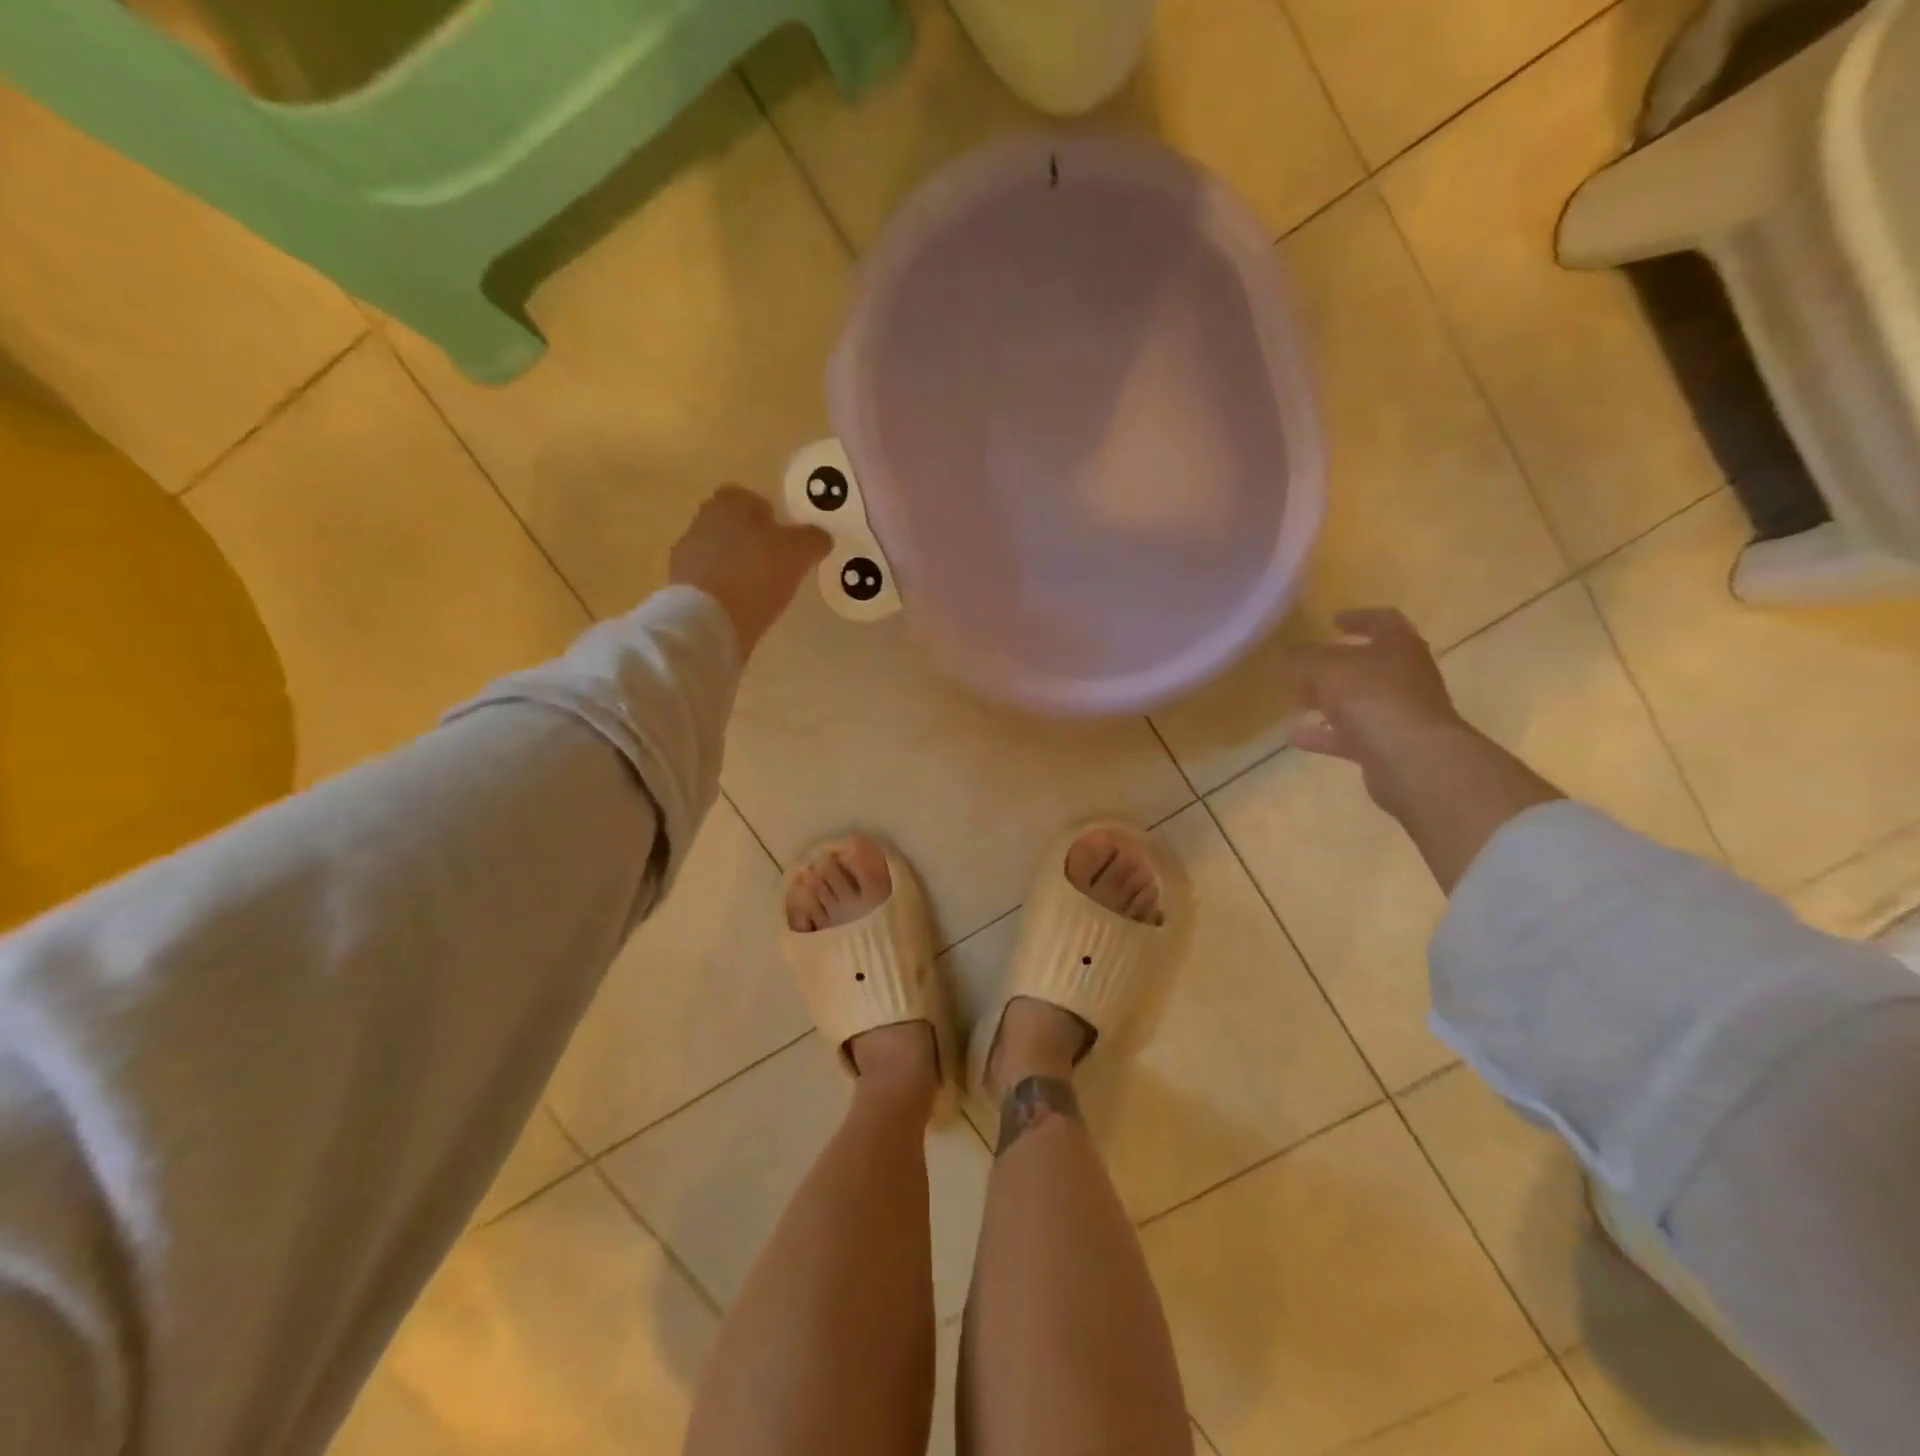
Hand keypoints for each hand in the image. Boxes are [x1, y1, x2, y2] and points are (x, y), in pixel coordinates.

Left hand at [668, 485, 830, 656]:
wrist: (708, 621)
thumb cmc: (756, 574)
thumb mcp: (798, 553)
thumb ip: (812, 539)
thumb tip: (820, 536)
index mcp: (728, 505)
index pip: (746, 497)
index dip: (766, 513)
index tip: (782, 536)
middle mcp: (702, 523)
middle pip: (730, 525)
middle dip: (750, 539)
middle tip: (775, 562)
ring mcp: (686, 556)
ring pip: (718, 553)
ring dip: (737, 565)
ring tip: (760, 589)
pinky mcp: (681, 588)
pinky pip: (709, 581)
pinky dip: (725, 589)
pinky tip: (742, 607)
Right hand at [1282, 608, 1468, 813]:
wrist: (1413, 761)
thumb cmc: (1372, 699)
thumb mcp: (1325, 669)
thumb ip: (1301, 658)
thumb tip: (1284, 655)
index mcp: (1399, 647)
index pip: (1383, 621)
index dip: (1358, 618)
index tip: (1332, 621)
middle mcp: (1406, 677)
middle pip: (1369, 665)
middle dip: (1336, 665)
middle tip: (1305, 665)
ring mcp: (1400, 714)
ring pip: (1359, 702)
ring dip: (1329, 701)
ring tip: (1297, 700)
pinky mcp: (1390, 747)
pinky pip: (1352, 736)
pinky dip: (1325, 735)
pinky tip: (1296, 737)